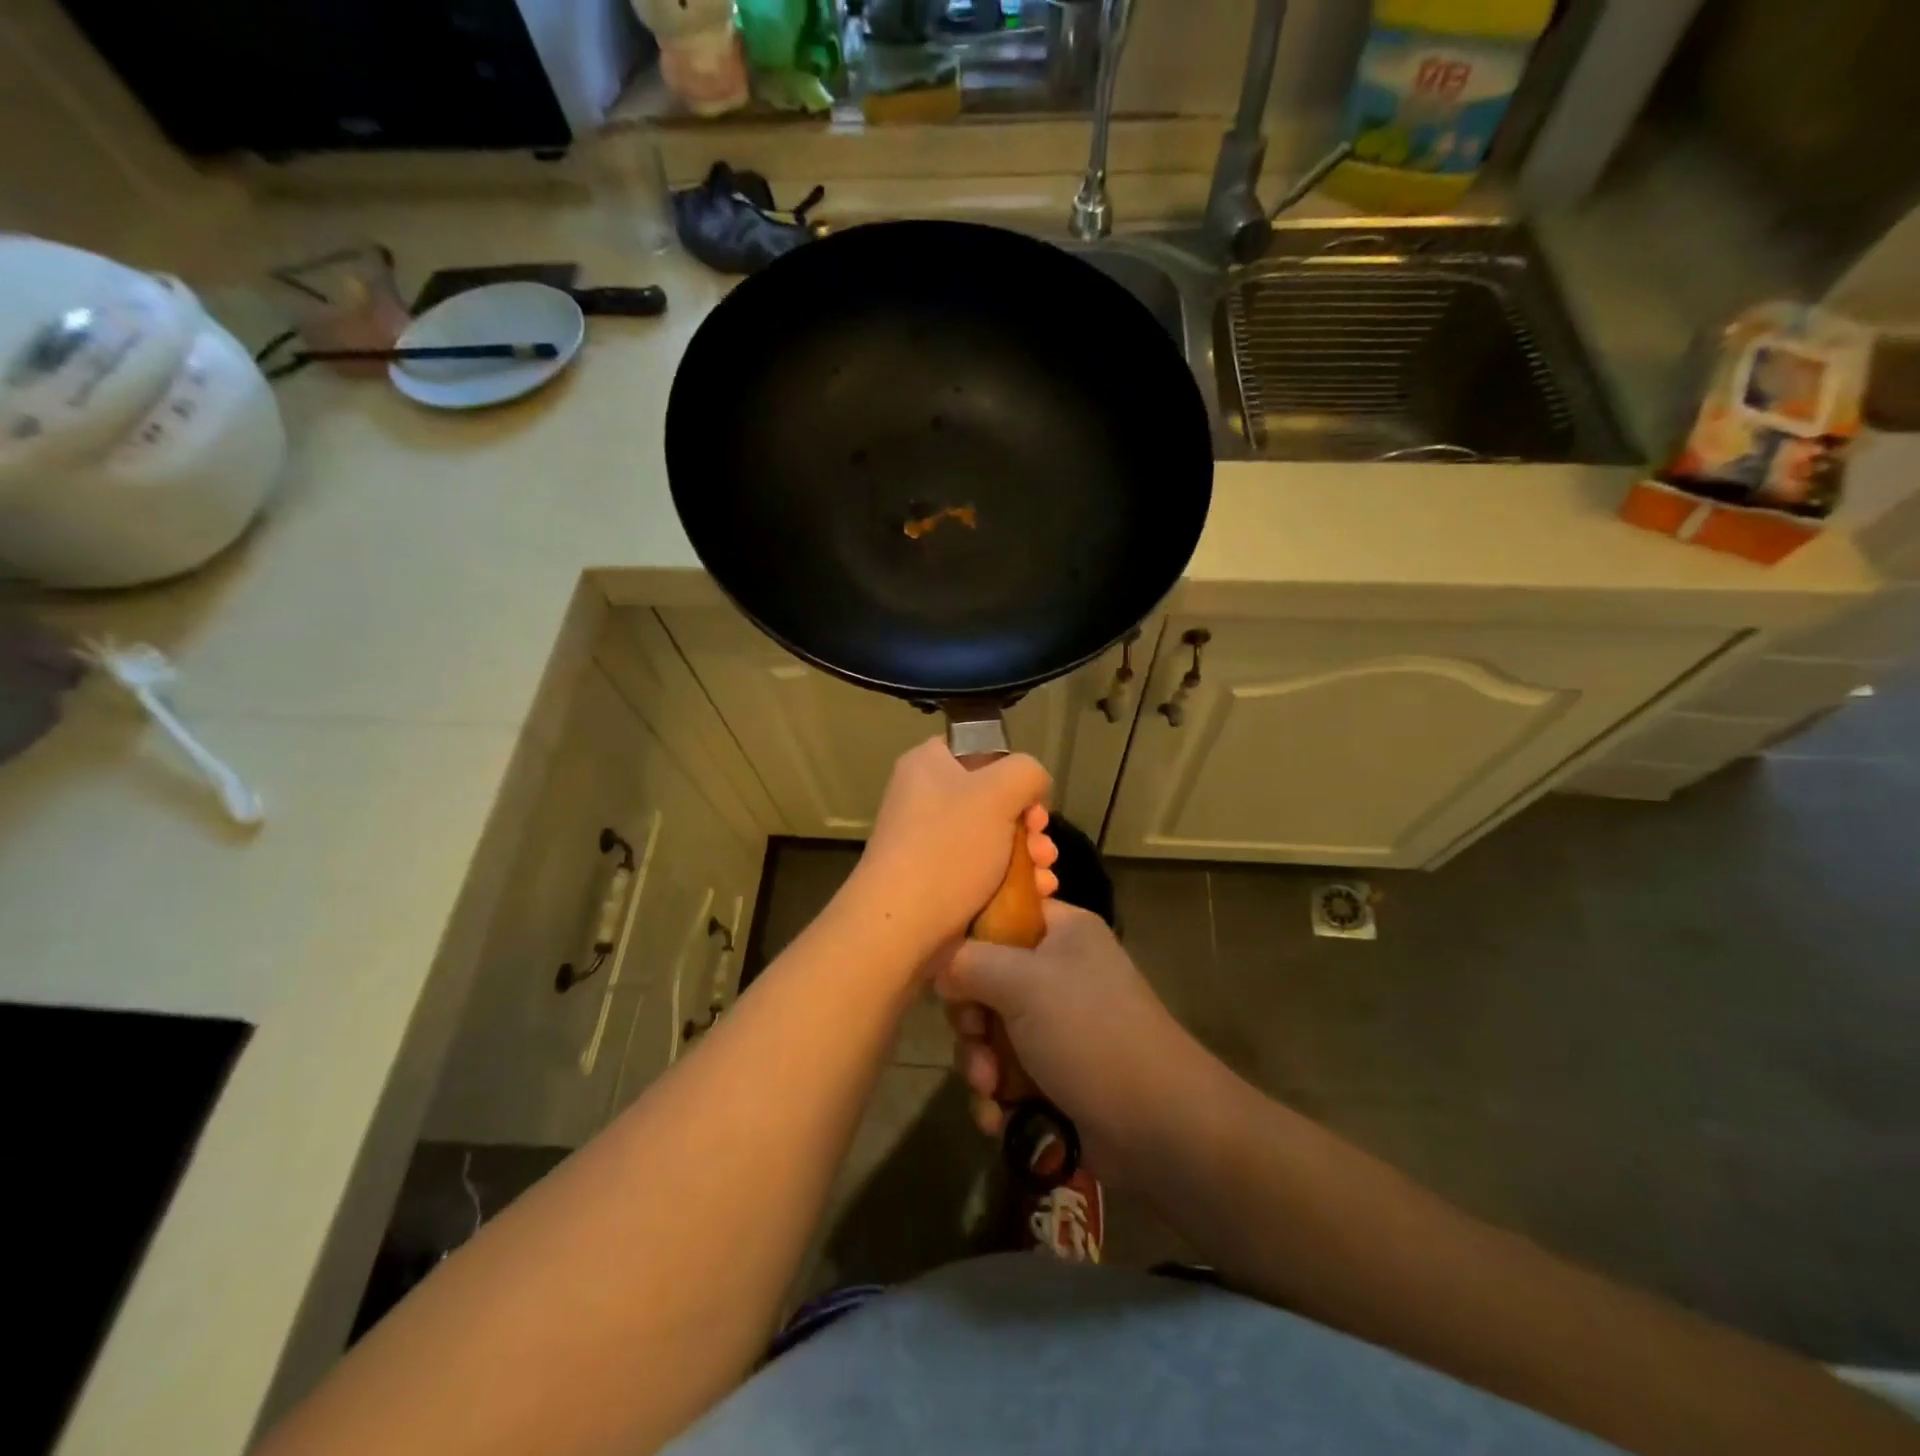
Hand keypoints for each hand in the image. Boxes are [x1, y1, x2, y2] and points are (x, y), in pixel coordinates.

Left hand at [843, 737, 1057, 961]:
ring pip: (994, 839)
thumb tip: (1031, 785)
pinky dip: (1012, 880)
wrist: (902, 923)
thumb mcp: (998, 793)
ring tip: (1044, 878)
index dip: (1012, 772)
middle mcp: (925, 798)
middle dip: (1029, 825)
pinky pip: (983, 871)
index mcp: (928, 764)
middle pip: (993, 800)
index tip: (1032, 801)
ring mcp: (929, 843)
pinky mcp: (937, 881)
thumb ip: (1026, 772)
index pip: (979, 750)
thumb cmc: (949, 846)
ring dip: (1028, 856)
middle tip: (1043, 846)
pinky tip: (1038, 894)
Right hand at [937, 900, 1214, 1187]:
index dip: (969, 940)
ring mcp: (1059, 1025)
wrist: (1159, 1125)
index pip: (1001, 915)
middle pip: (987, 980)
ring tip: (991, 1090)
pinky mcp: (1056, 1074)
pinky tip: (998, 1118)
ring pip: (992, 1033)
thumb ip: (969, 962)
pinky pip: (1008, 1074)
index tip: (948, 971)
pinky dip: (998, 1096)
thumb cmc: (1090, 1033)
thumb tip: (940, 967)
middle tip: (976, 1040)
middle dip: (972, 1020)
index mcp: (1062, 932)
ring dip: (981, 1065)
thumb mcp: (1023, 983)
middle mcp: (1060, 971)